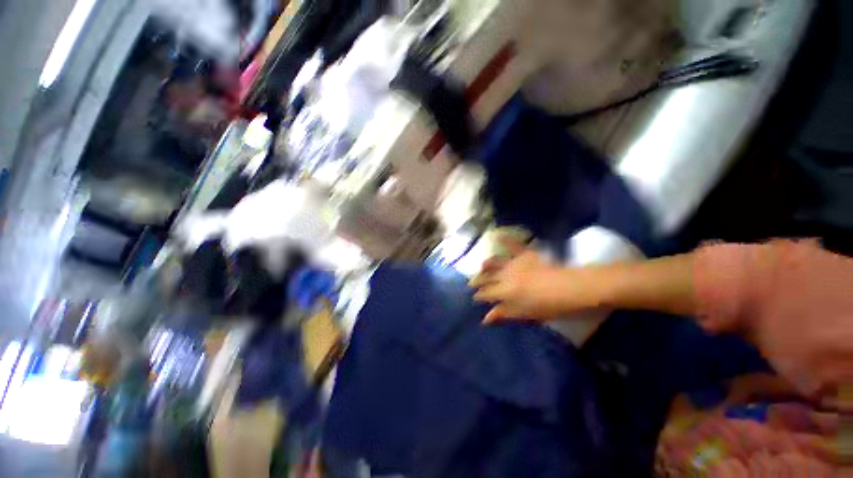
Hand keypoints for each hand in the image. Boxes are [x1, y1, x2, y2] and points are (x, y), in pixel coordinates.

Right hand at [471, 240, 588, 322]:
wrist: (576, 286)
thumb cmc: (552, 306)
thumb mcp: (527, 314)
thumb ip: (505, 313)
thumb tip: (485, 318)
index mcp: (505, 292)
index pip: (485, 293)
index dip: (478, 295)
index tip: (474, 297)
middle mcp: (505, 275)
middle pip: (487, 277)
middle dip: (478, 281)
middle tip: (472, 283)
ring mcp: (514, 262)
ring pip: (494, 262)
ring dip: (486, 265)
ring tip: (482, 266)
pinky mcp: (526, 253)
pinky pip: (513, 245)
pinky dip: (505, 240)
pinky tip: (496, 236)